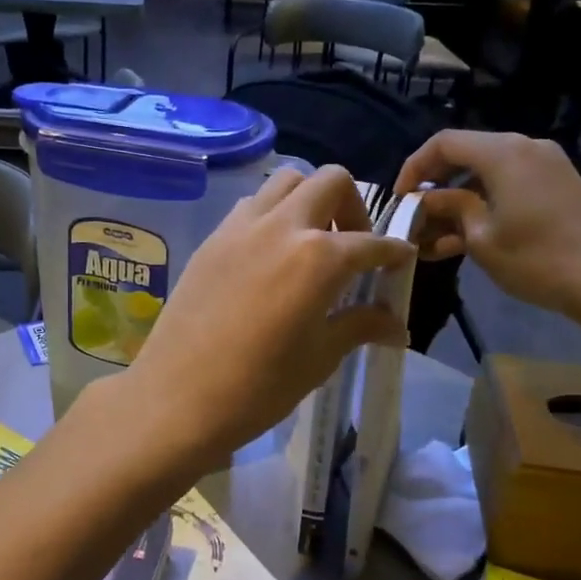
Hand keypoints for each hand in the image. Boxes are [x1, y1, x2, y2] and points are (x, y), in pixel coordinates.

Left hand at [116, 167, 412, 471]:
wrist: (178, 397)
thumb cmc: (259, 386)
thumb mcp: (320, 358)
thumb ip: (359, 326)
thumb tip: (395, 325)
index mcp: (319, 257)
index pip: (371, 243)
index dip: (394, 252)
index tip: (402, 260)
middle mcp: (283, 226)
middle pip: (331, 182)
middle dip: (353, 206)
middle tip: (351, 246)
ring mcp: (242, 227)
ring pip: (286, 182)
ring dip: (308, 200)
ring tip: (309, 243)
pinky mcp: (212, 238)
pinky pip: (251, 205)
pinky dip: (271, 214)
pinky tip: (269, 255)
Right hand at [394, 131, 580, 321]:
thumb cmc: (538, 258)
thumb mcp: (481, 237)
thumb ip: (450, 209)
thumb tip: (428, 200)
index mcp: (503, 152)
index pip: (444, 143)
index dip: (414, 167)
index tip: (400, 200)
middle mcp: (525, 147)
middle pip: (466, 155)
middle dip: (436, 187)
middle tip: (415, 220)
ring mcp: (546, 166)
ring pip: (487, 174)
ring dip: (458, 202)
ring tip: (435, 240)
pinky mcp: (558, 186)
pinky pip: (509, 185)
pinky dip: (485, 205)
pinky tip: (466, 239)